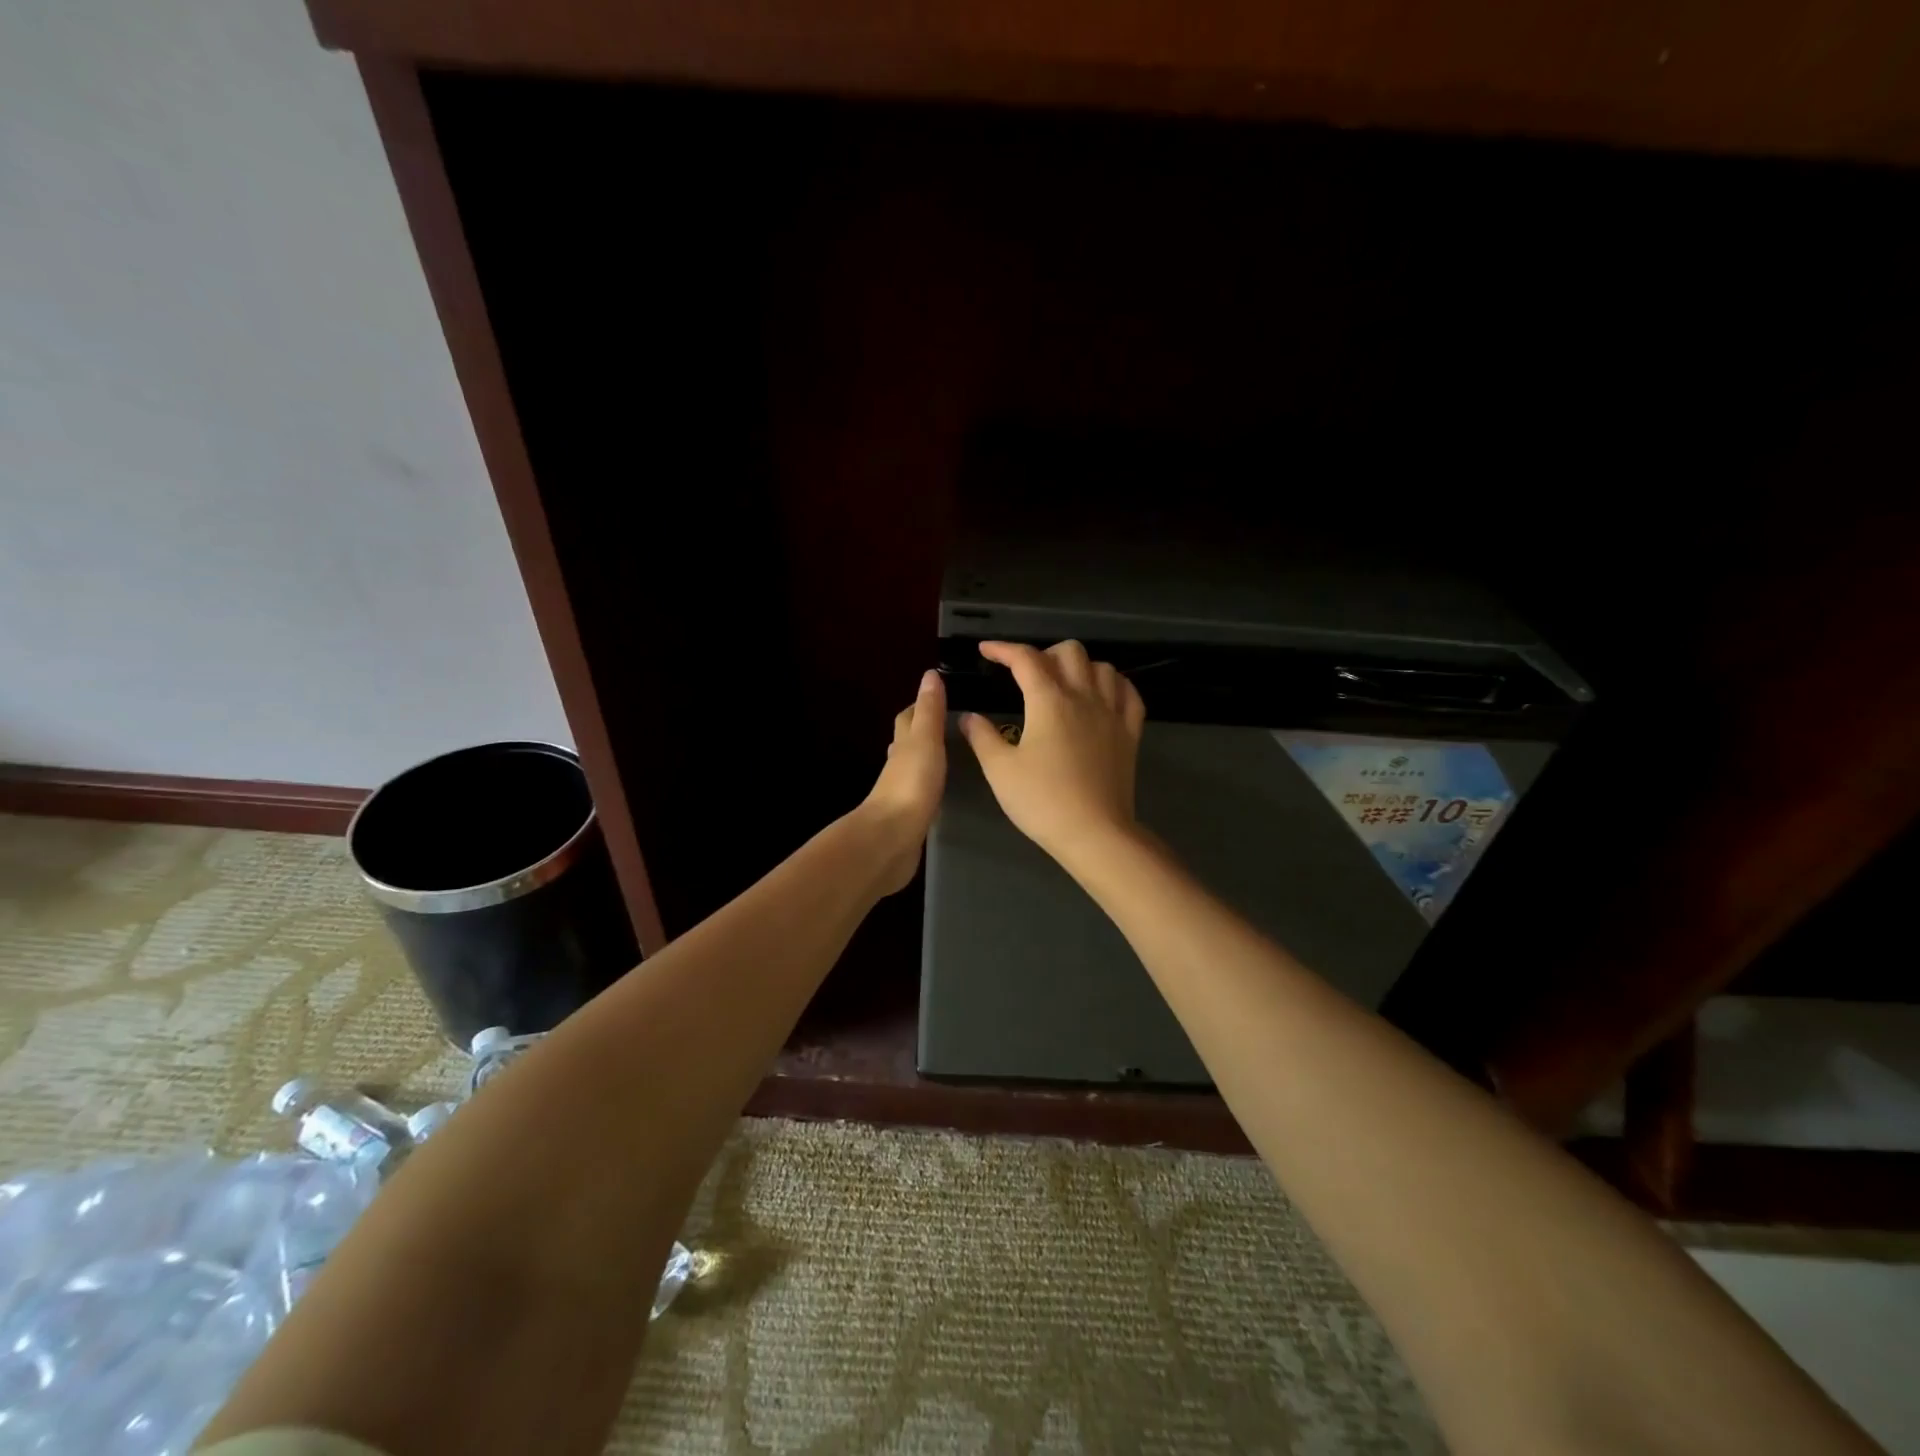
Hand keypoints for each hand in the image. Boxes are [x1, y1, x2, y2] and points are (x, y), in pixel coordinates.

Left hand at [859, 669, 947, 894]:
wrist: (890, 839)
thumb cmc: (910, 785)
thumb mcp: (925, 741)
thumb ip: (930, 711)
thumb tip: (930, 674)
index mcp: (902, 745)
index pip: (908, 718)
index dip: (920, 706)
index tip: (939, 697)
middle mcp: (898, 766)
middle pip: (907, 742)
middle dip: (922, 732)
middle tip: (949, 726)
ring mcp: (901, 793)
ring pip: (913, 769)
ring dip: (926, 761)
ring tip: (950, 757)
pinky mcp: (908, 818)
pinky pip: (920, 795)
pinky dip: (929, 787)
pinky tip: (940, 793)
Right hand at [960, 640, 1145, 866]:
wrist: (1095, 833)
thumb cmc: (1042, 801)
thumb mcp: (1000, 771)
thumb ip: (982, 737)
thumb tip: (969, 717)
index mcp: (1049, 701)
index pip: (1025, 659)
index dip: (1003, 649)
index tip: (986, 651)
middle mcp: (1084, 697)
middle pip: (1069, 652)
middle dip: (1043, 653)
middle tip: (1026, 673)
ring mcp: (1112, 713)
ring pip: (1102, 667)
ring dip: (1080, 666)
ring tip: (1063, 683)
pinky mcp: (1130, 733)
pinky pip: (1128, 693)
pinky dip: (1113, 684)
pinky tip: (1102, 695)